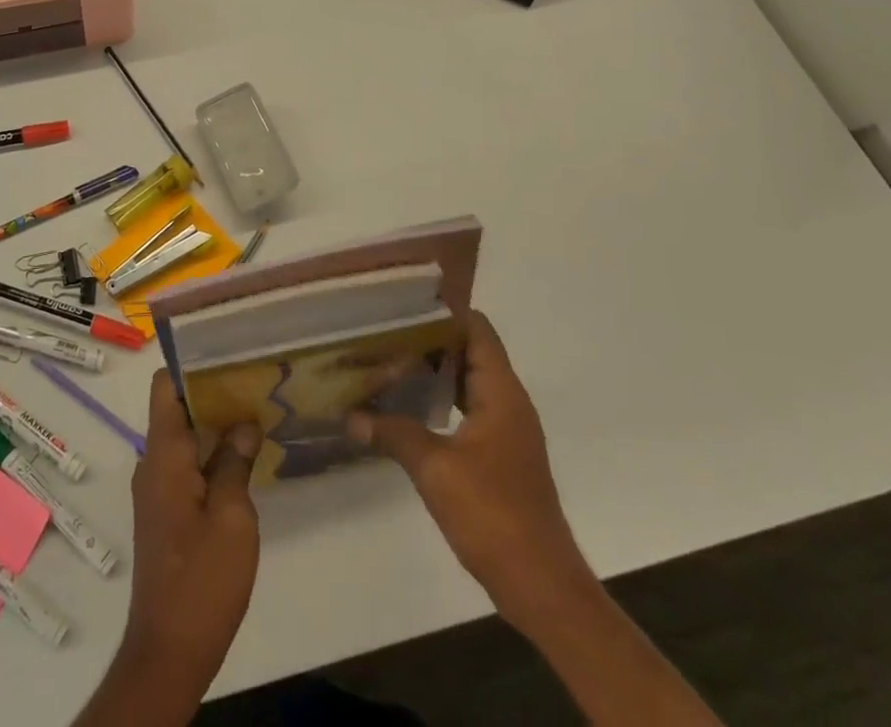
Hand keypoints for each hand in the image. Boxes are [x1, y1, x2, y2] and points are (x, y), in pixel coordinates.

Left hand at [121, 371, 261, 696]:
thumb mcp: (233, 518)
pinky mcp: (166, 511)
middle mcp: (153, 463)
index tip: (227, 353)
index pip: (165, 385)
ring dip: (214, 424)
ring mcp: (157, 488)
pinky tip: (244, 455)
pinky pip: (186, 464)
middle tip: (254, 378)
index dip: (191, 363)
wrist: (169, 650)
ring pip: (184, 437)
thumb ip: (236, 462)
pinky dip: (211, 452)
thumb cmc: (203, 579)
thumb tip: (243, 423)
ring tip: (256, 409)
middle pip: (177, 407)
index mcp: (163, 455)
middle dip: (212, 391)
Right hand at [348, 308, 590, 635]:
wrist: (541, 586)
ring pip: (466, 382)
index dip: (443, 312)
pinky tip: (406, 408)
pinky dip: (439, 401)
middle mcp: (508, 402)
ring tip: (387, 363)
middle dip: (428, 340)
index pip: (477, 329)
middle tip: (383, 332)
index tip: (402, 304)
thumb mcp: (435, 468)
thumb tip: (349, 416)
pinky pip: (467, 409)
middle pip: (469, 351)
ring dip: (432, 372)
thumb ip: (392, 433)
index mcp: (501, 393)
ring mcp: (506, 431)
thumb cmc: (493, 514)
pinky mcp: (499, 456)